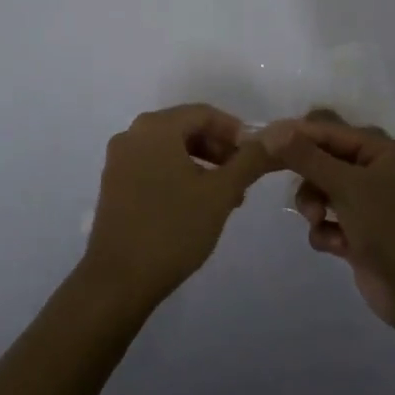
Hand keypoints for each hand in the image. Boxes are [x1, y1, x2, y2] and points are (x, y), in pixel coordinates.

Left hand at [81, 104, 275, 309]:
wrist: (118, 281)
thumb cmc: (173, 228)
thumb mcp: (221, 193)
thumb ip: (251, 159)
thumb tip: (280, 133)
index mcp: (155, 127)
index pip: (204, 114)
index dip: (235, 131)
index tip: (257, 157)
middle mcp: (132, 135)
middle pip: (186, 129)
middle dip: (219, 150)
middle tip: (243, 178)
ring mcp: (118, 161)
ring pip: (170, 150)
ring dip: (202, 166)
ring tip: (226, 197)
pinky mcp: (113, 186)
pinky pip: (153, 167)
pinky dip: (179, 176)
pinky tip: (196, 206)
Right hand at [264, 111, 394, 337]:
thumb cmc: (392, 228)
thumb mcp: (347, 187)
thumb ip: (308, 158)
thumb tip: (272, 132)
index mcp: (383, 151)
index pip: (331, 130)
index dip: (297, 134)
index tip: (262, 142)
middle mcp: (377, 172)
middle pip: (324, 159)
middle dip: (308, 176)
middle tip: (286, 184)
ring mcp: (370, 205)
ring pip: (323, 191)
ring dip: (314, 205)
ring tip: (318, 222)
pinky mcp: (361, 235)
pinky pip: (329, 221)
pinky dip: (326, 232)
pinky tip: (334, 247)